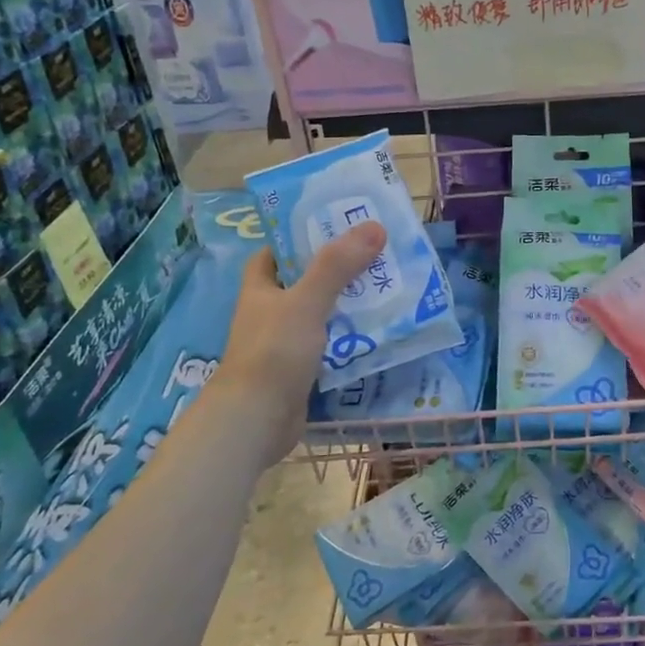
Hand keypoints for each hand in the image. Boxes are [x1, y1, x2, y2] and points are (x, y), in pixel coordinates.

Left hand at [214, 221, 384, 463]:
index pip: (276, 253)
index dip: (300, 238)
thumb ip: (337, 266)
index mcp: (261, 288)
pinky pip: (331, 346)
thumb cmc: (274, 352)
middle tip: (377, 257)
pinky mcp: (301, 370)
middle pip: (305, 282)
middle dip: (338, 271)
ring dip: (350, 306)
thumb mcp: (306, 301)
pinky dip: (352, 339)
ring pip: (322, 315)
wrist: (256, 419)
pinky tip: (380, 332)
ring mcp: (285, 343)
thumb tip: (374, 226)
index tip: (336, 228)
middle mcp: (270, 312)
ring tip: (388, 290)